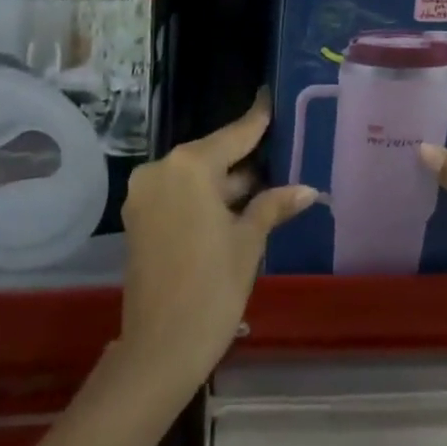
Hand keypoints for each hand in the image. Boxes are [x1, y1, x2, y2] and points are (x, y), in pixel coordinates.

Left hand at [119, 91, 315, 394]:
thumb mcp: (248, 242)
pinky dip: (203, 197)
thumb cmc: (212, 289)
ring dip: (224, 182)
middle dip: (243, 159)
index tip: (270, 95)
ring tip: (264, 183)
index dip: (257, 118)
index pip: (234, 134)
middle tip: (278, 153)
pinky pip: (178, 193)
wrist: (159, 350)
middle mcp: (162, 169)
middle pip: (212, 154)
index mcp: (190, 165)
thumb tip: (307, 189)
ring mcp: (145, 193)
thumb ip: (273, 205)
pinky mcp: (139, 217)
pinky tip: (233, 206)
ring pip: (194, 175)